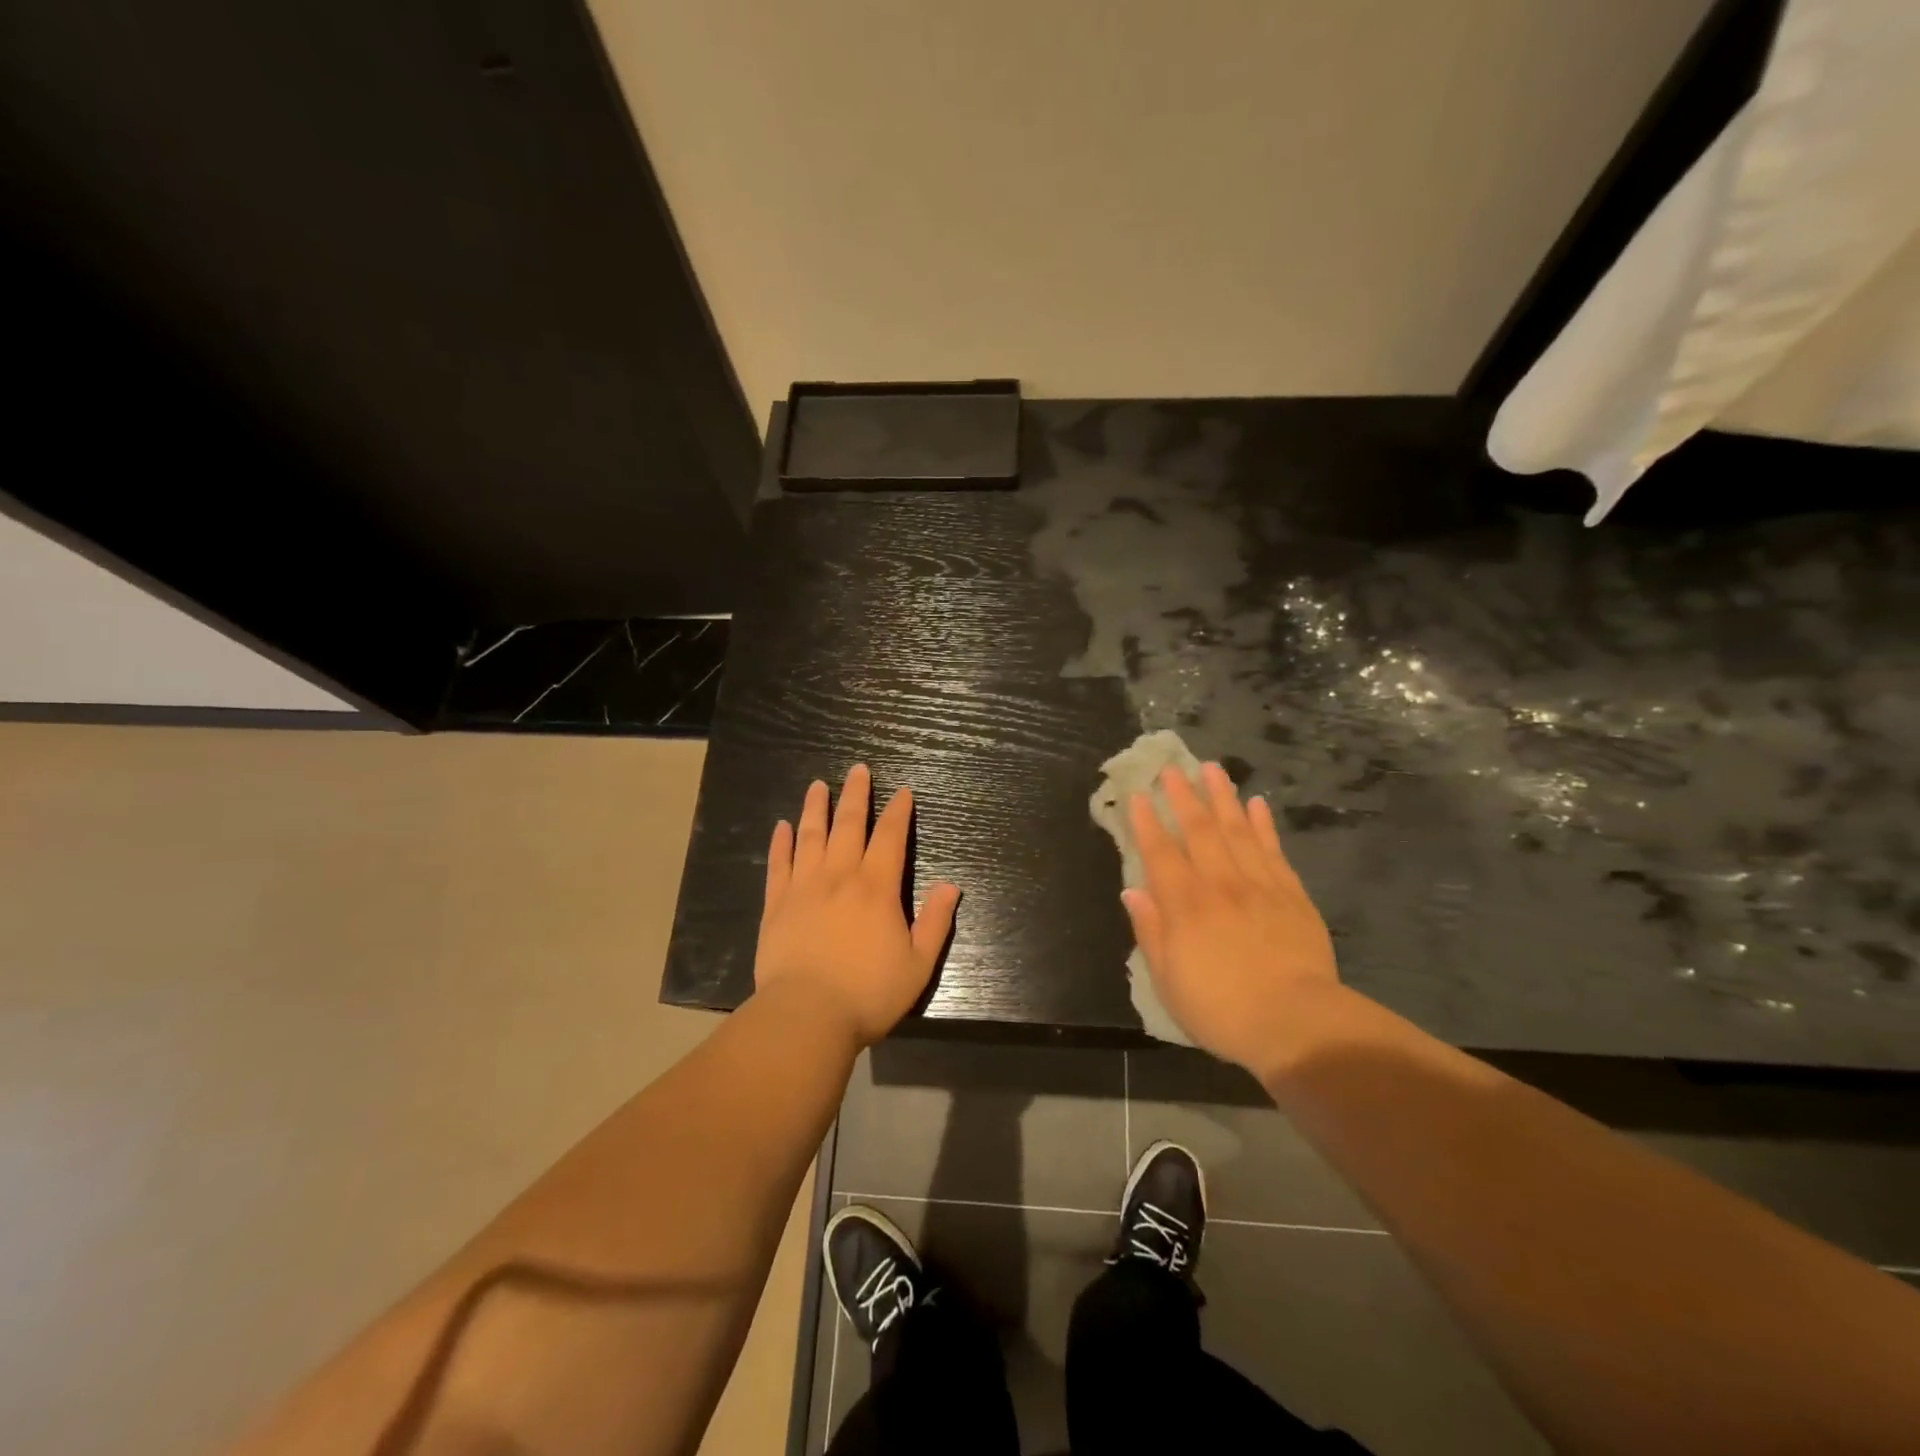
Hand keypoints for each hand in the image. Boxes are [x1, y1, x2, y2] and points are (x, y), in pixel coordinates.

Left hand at [755, 764, 961, 1045]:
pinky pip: (779, 864)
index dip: (898, 812)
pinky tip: (782, 826)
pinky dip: (781, 843)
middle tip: (859, 769)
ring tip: (818, 786)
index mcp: (877, 888)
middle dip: (856, 795)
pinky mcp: (776, 904)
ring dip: (816, 808)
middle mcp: (840, 876)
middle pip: (849, 824)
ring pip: (811, 836)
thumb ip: (936, 922)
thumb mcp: (918, 964)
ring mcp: (804, 887)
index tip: (902, 792)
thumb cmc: (868, 993)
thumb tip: (952, 886)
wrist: (806, 1016)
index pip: (891, 838)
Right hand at [1122, 761, 1342, 1073]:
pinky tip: (1257, 804)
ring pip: (1237, 830)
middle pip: (1199, 830)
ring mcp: (1259, 885)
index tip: (1138, 794)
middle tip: (1171, 768)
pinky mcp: (1291, 894)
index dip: (1146, 822)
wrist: (1295, 1023)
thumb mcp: (1168, 980)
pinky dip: (1264, 824)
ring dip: (1222, 797)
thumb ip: (1150, 931)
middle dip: (1182, 796)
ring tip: (1212, 769)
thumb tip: (1132, 890)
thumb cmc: (1220, 1009)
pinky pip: (1273, 850)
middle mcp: (1219, 884)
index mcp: (1184, 905)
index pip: (1160, 852)